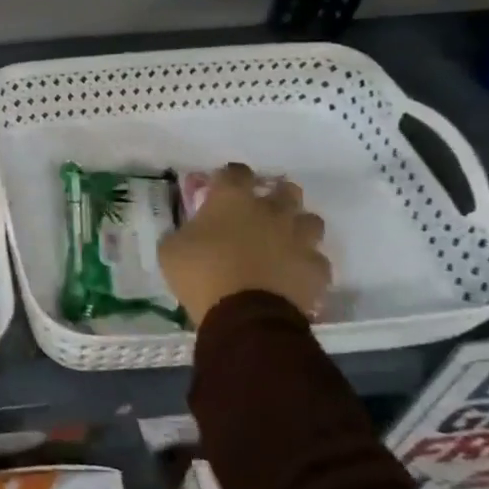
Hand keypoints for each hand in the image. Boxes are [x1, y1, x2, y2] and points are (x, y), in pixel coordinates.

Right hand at [158, 164, 330, 323]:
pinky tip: (294, 274)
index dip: (230, 177)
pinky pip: (317, 260)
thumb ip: (183, 234)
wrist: (244, 317)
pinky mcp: (316, 269)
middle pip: (285, 189)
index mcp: (232, 199)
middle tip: (262, 211)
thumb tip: (188, 234)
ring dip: (298, 227)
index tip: (222, 187)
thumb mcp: (171, 250)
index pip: (236, 172)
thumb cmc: (201, 275)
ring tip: (285, 241)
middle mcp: (271, 211)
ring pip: (311, 221)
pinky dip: (306, 265)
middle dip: (276, 196)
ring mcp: (299, 239)